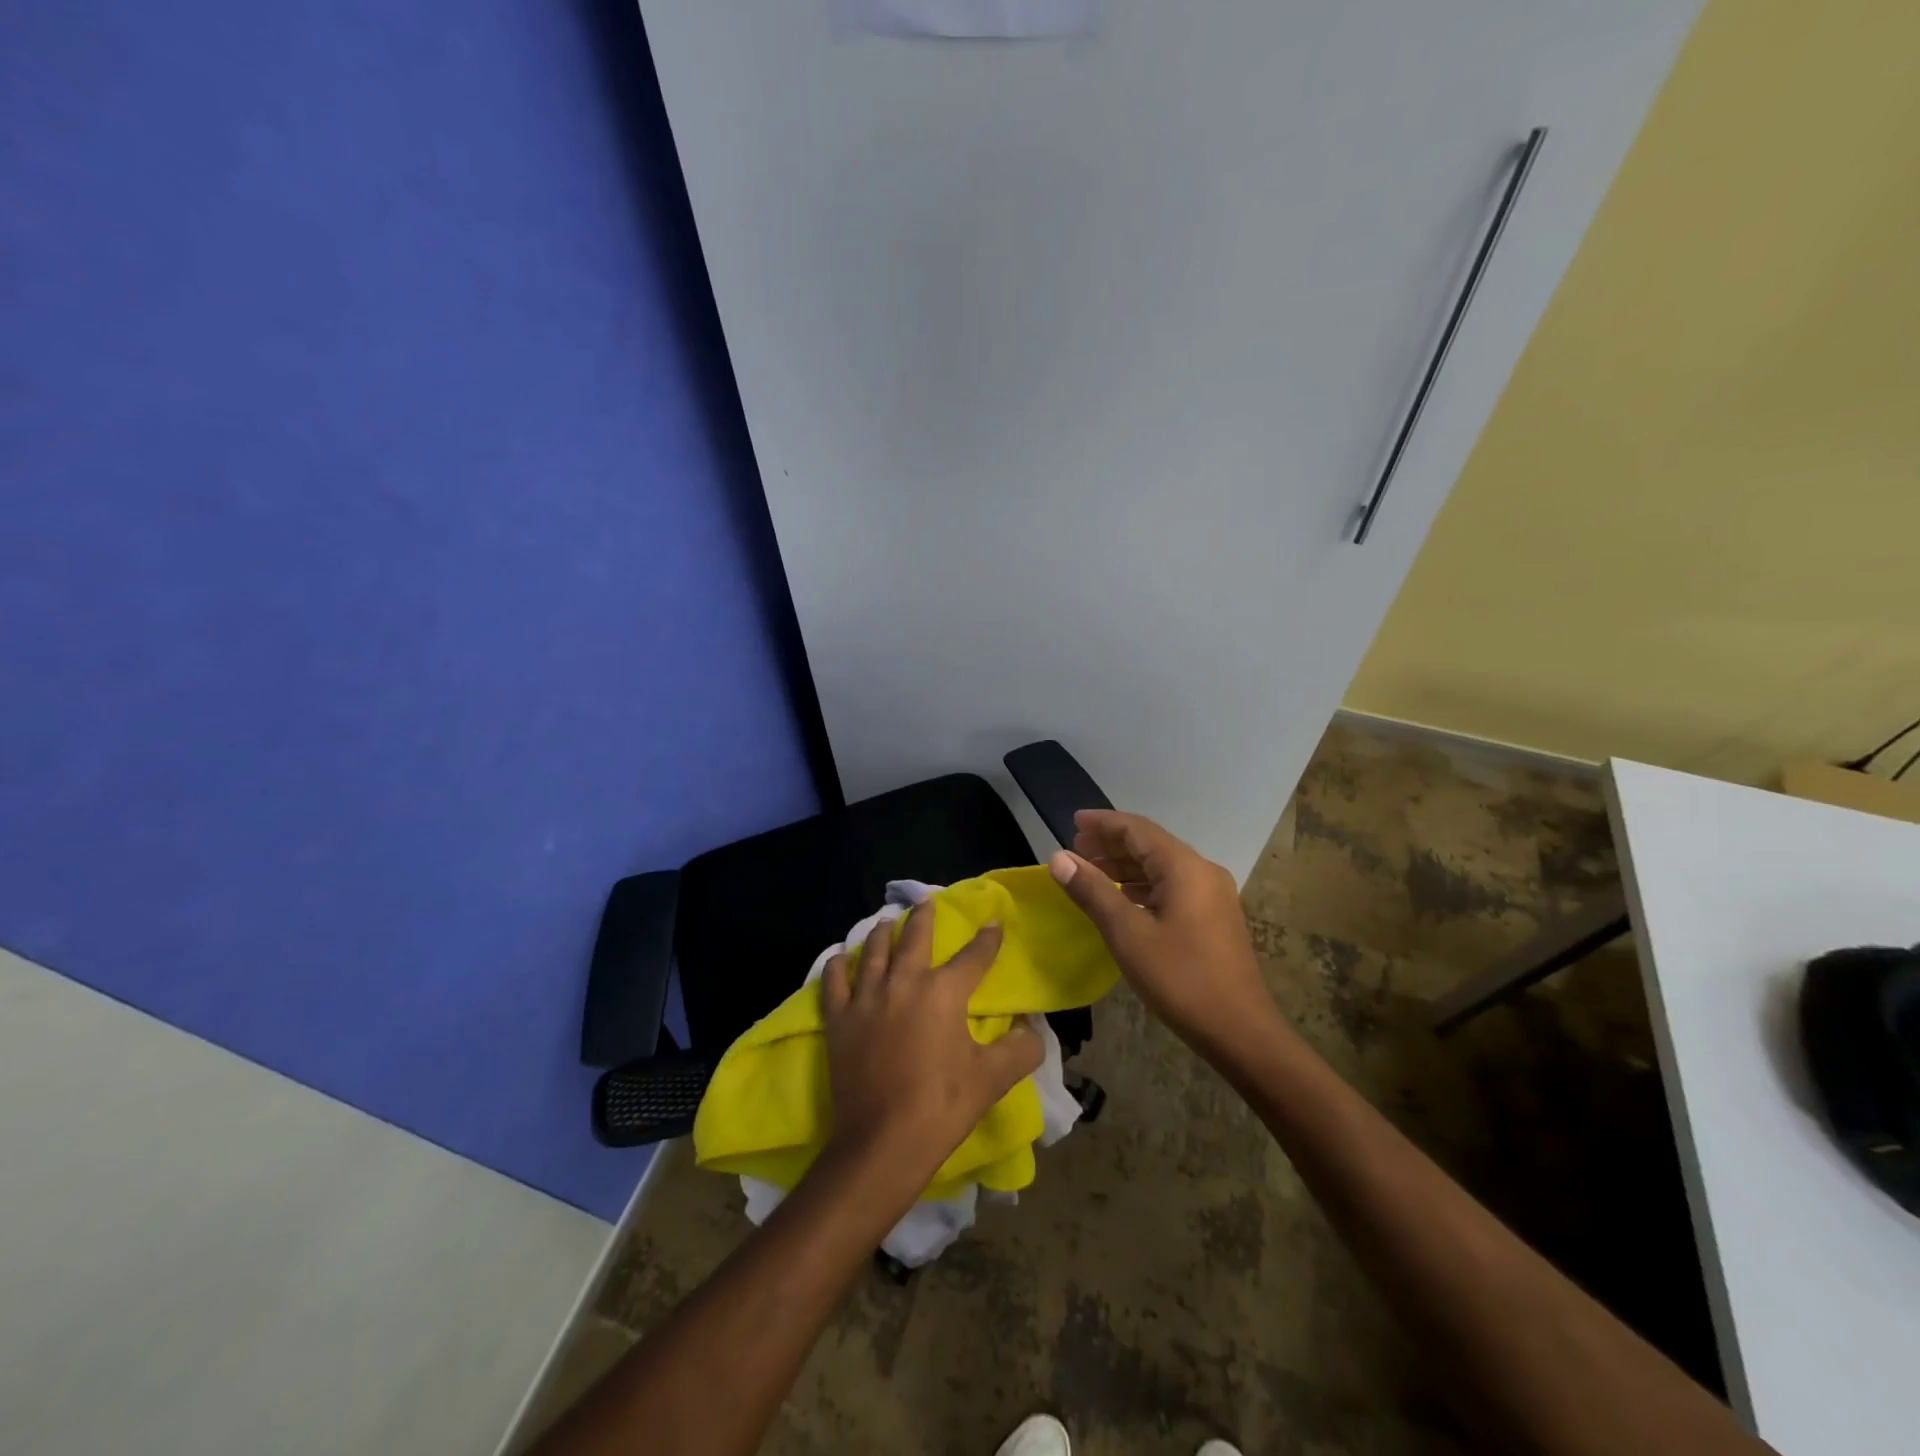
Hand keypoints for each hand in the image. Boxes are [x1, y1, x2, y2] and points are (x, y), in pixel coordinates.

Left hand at [820, 902, 1042, 1196]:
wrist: (883, 1142)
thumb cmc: (942, 1106)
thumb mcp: (993, 1078)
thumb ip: (1022, 1047)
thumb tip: (1032, 1026)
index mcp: (944, 992)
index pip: (973, 956)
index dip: (987, 939)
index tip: (993, 923)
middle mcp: (904, 982)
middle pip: (916, 938)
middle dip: (924, 917)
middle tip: (927, 902)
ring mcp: (866, 998)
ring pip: (874, 951)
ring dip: (882, 932)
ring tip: (886, 921)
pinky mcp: (839, 1018)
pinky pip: (835, 981)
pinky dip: (837, 964)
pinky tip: (840, 956)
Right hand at [1048, 809, 1280, 1056]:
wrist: (1240, 1031)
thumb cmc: (1180, 978)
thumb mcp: (1127, 934)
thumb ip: (1092, 891)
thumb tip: (1058, 857)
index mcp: (1184, 867)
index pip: (1137, 829)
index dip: (1103, 823)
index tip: (1072, 822)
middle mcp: (1202, 871)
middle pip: (1150, 844)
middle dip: (1111, 844)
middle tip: (1075, 849)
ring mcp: (1212, 894)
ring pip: (1161, 866)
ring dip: (1125, 865)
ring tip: (1090, 871)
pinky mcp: (1214, 916)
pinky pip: (1172, 885)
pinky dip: (1142, 885)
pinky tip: (1122, 897)